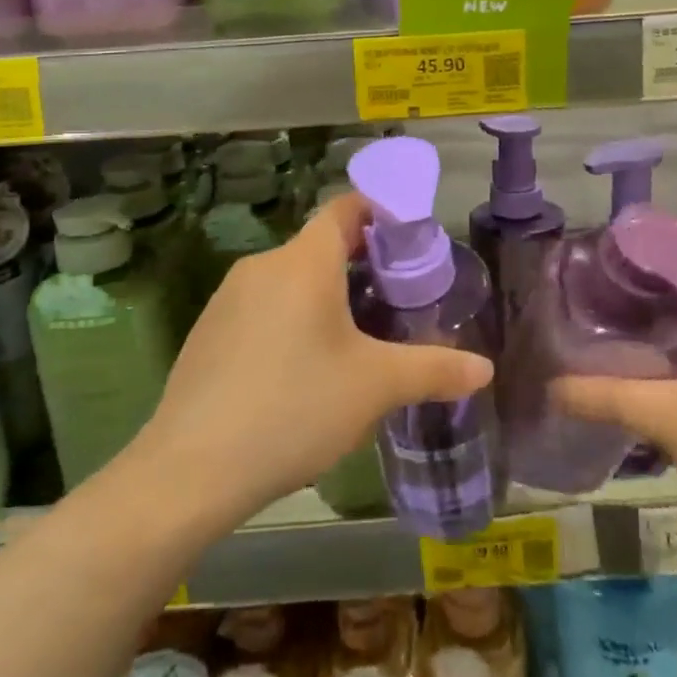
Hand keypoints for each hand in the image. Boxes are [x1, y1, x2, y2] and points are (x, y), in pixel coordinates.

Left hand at [136, 191, 492, 525]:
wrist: (191, 468)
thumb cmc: (295, 407)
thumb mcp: (375, 387)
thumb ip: (434, 370)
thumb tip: (485, 370)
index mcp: (304, 261)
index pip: (345, 208)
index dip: (380, 214)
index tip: (410, 244)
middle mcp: (263, 265)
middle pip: (320, 246)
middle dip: (361, 266)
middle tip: (396, 303)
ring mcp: (228, 298)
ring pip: (290, 279)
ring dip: (325, 296)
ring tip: (356, 340)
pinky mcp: (207, 331)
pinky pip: (262, 307)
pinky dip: (291, 319)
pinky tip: (302, 371)